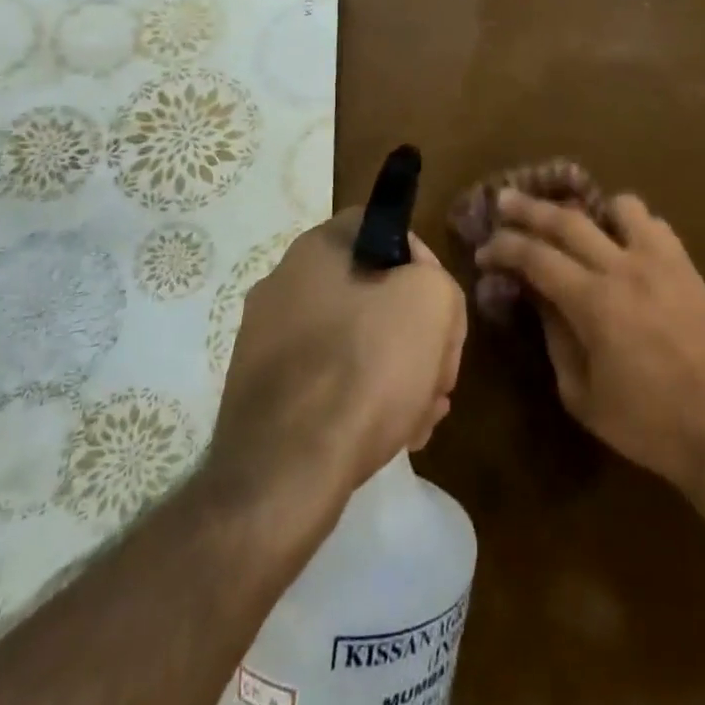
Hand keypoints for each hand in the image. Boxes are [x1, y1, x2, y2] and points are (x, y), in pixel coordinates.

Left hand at [214, 210, 466, 498]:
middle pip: (372, 292)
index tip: (441, 309)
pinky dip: (362, 401)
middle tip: (439, 373)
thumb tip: (421, 299)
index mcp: (316, 248)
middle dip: (415, 331)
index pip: (384, 229)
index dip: (423, 263)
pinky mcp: (263, 397)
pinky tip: (394, 436)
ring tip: (423, 415)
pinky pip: (327, 384)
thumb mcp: (432, 302)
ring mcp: (266, 342)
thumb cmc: (364, 366)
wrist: (285, 475)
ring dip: (396, 370)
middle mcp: (283, 284)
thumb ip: (438, 282)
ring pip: (353, 342)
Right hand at [475, 191, 704, 495]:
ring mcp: (660, 260)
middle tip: (504, 198)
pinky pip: (654, 223)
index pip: (536, 257)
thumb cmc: (649, 424)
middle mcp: (624, 267)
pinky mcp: (686, 265)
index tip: (485, 250)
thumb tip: (540, 299)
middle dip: (529, 208)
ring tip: (575, 219)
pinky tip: (623, 240)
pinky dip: (630, 222)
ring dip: (589, 208)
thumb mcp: (584, 396)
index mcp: (594, 303)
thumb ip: (556, 341)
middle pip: (567, 219)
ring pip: (617, 206)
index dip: (505, 248)